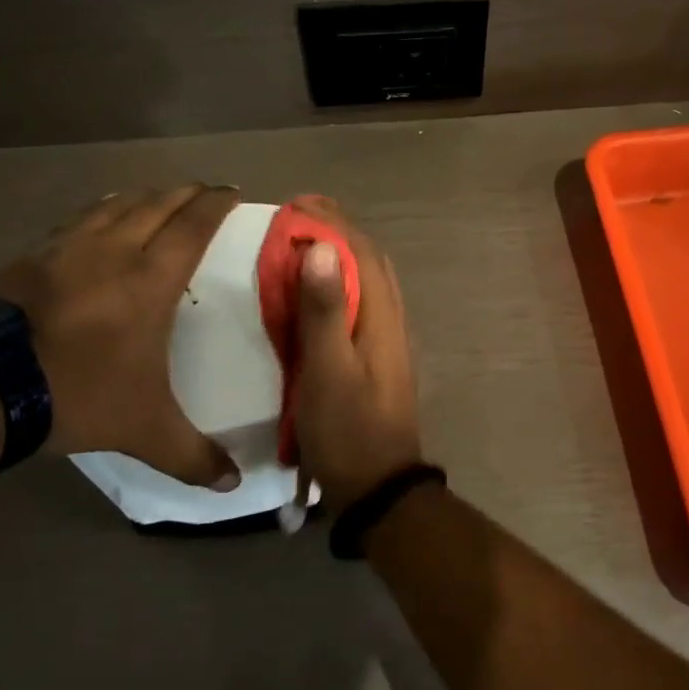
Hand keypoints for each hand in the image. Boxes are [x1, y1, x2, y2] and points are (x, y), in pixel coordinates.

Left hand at [0, 184, 242, 488]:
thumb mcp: (142, 429)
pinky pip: (76, 220)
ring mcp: (66, 249)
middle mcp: (113, 251)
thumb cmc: (76, 393)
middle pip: (158, 204)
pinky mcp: (28, 257)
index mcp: (150, 279)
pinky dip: (99, 209)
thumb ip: (191, 454)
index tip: (232, 191)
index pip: (193, 226)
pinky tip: (96, 216)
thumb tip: (233, 485)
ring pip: (115, 205)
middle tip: (204, 190)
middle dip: (186, 193)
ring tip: (156, 195)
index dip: (216, 204)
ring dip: (143, 196)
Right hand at [290, 198, 421, 512]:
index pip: (362, 251)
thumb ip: (325, 311)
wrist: (378, 486)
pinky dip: (339, 282)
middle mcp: (390, 317)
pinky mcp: (376, 355)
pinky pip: (360, 302)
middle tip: (298, 214)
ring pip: (367, 279)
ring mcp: (387, 337)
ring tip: (303, 241)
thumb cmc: (348, 429)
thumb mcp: (328, 370)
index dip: (333, 222)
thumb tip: (322, 248)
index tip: (298, 203)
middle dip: (337, 230)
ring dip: (339, 254)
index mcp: (382, 315)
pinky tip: (315, 290)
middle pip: (369, 259)